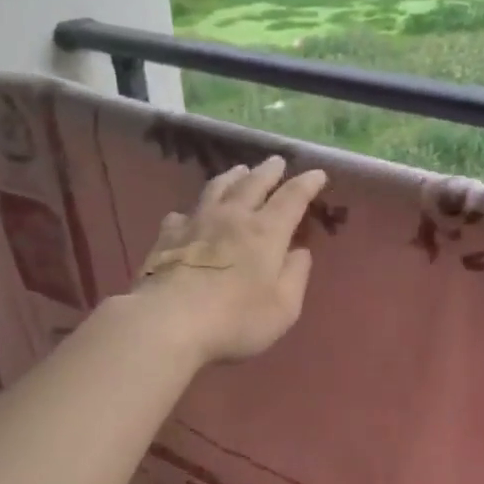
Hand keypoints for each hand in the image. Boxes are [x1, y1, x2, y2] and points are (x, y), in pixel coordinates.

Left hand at [136, 156, 328, 365]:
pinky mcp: (166, 238)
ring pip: (216, 189)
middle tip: (276, 161)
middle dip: (268, 171)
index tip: (317, 173)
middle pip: (252, 184)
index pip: (291, 198)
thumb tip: (300, 252)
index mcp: (266, 232)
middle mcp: (232, 218)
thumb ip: (295, 276)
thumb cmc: (236, 319)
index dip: (306, 184)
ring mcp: (195, 224)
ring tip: (239, 171)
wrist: (168, 322)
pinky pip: (181, 214)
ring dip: (231, 177)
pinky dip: (192, 210)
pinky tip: (188, 214)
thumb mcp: (283, 307)